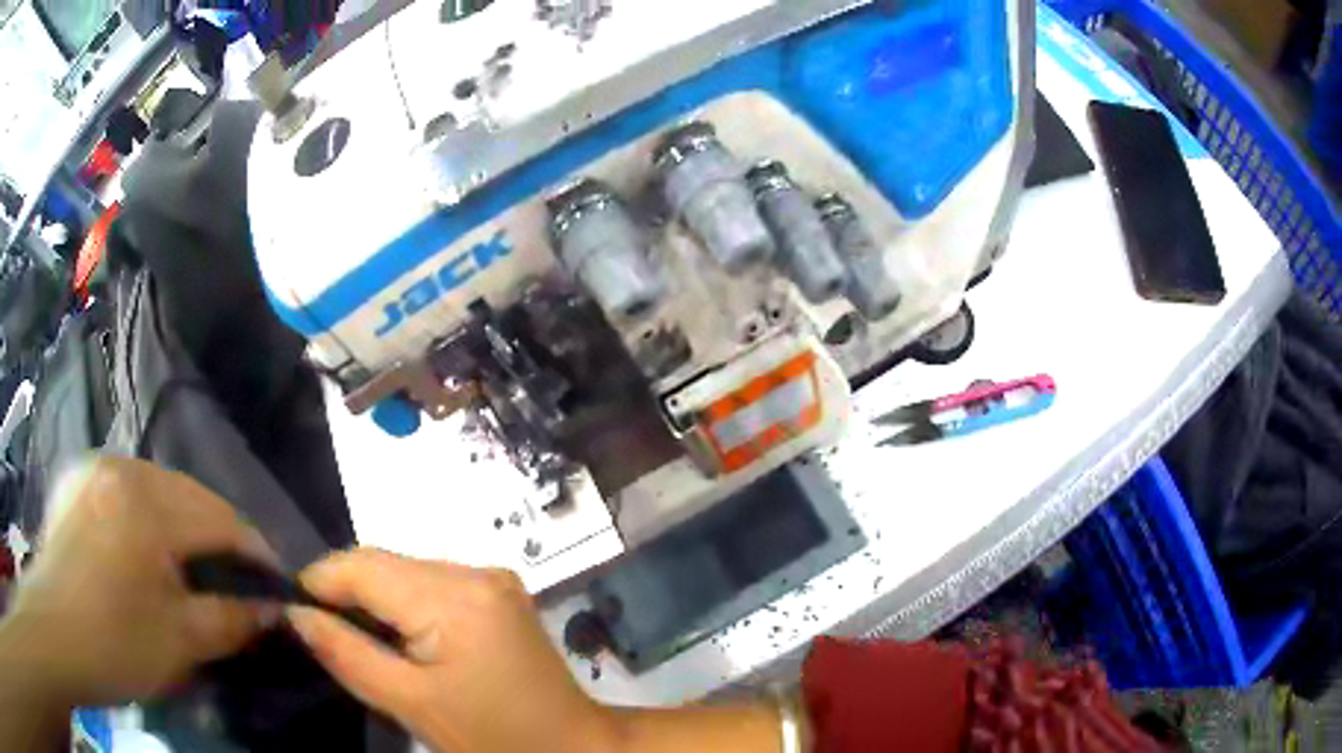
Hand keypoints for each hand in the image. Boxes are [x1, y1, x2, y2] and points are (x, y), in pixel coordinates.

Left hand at [2, 456, 277, 707]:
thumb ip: (230, 620)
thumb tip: (272, 609)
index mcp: (147, 504)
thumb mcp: (180, 643)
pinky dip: (148, 514)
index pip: (221, 518)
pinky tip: (144, 548)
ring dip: (182, 524)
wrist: (55, 630)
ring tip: (187, 566)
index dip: (254, 553)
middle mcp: (122, 467)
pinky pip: (127, 486)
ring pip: (159, 486)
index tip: (272, 586)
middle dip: (219, 537)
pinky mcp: (79, 476)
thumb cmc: (114, 644)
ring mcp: (96, 465)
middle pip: (190, 494)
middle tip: (232, 581)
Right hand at [288, 549, 616, 752]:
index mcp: (454, 597)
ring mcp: (493, 578)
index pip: (363, 565)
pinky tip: (399, 636)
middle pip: (386, 563)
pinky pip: (433, 584)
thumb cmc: (494, 738)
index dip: (320, 581)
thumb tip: (295, 614)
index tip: (293, 609)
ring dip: (376, 597)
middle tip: (320, 629)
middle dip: (346, 590)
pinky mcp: (500, 592)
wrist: (575, 747)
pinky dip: (406, 604)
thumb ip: (346, 655)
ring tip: (356, 637)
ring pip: (407, 571)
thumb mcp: (411, 703)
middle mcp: (475, 570)